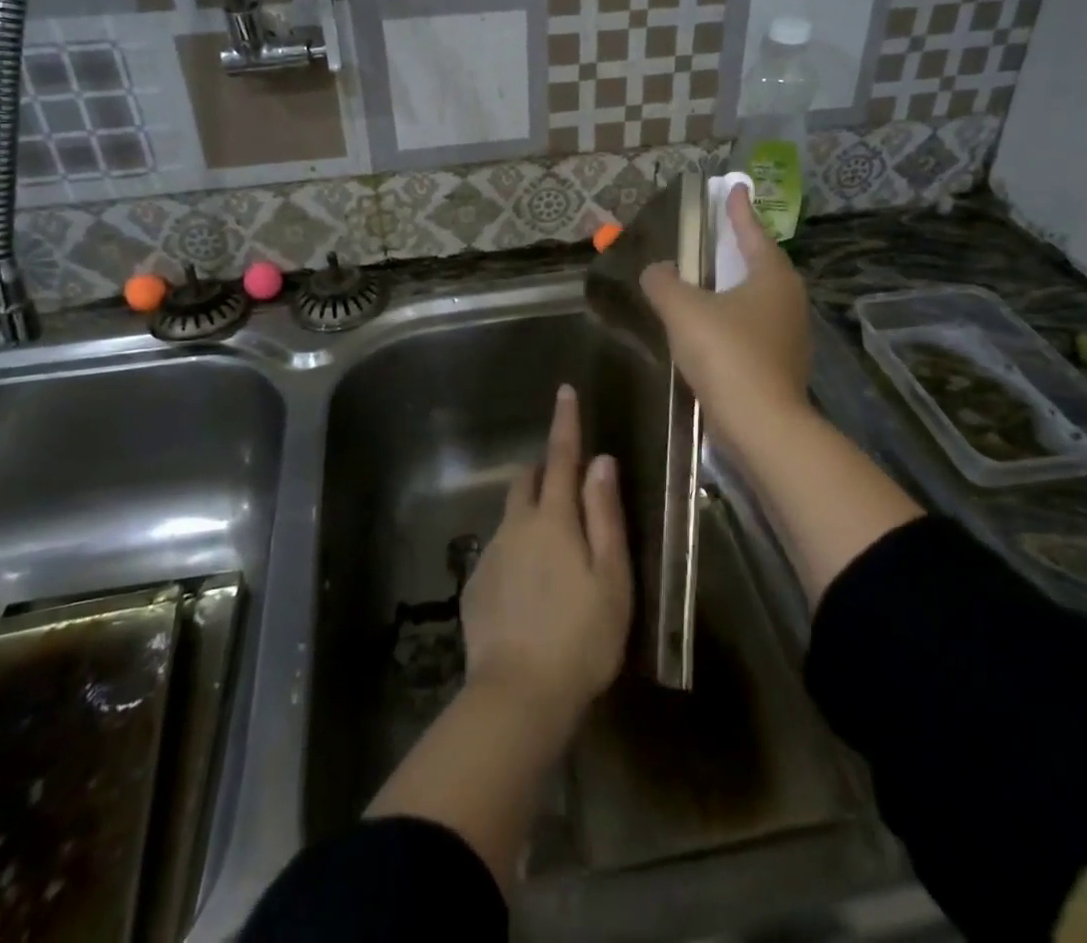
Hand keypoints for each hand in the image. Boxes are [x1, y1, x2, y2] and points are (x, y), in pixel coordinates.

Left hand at [462, 385, 631, 726]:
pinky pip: (500, 551)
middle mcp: (516, 526)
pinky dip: (517, 551)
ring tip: (555, 552)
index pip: (561, 457)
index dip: (565, 423)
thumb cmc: (581, 636)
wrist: (518, 695)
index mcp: (553, 519)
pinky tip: (531, 590)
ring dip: (531, 514)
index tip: (564, 391)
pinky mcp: (476, 585)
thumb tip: (601, 462)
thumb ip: (605, 515)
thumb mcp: (611, 577)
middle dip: (544, 470)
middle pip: (527, 481)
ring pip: (512, 516)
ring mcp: (492, 555)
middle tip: (567, 483)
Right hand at [639, 184, 812, 456]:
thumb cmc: (727, 354)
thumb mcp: (684, 310)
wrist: (761, 425)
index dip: (739, 211)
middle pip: (761, 265)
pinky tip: (711, 330)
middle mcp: (789, 301)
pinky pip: (753, 329)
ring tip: (709, 282)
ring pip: (758, 300)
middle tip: (719, 235)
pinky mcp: (780, 366)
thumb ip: (664, 283)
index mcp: (772, 277)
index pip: (753, 233)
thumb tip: (655, 270)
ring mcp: (789, 336)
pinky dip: (733, 320)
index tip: (734, 188)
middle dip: (739, 249)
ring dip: (734, 288)